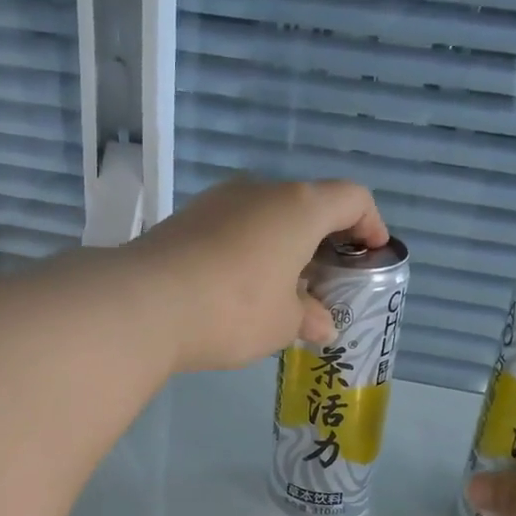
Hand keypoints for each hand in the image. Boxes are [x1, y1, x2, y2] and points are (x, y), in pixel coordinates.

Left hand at [123, 178, 389, 372]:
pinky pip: (235, 227)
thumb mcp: (283, 323)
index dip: (370, 223)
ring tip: (285, 291)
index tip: (371, 255)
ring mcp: (218, 201)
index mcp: (298, 207)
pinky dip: (251, 249)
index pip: (352, 198)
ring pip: (268, 215)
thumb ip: (309, 317)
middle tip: (328, 281)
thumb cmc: (234, 309)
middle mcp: (260, 191)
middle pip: (308, 204)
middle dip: (325, 241)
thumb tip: (321, 323)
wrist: (144, 304)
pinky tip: (242, 289)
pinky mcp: (186, 218)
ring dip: (285, 246)